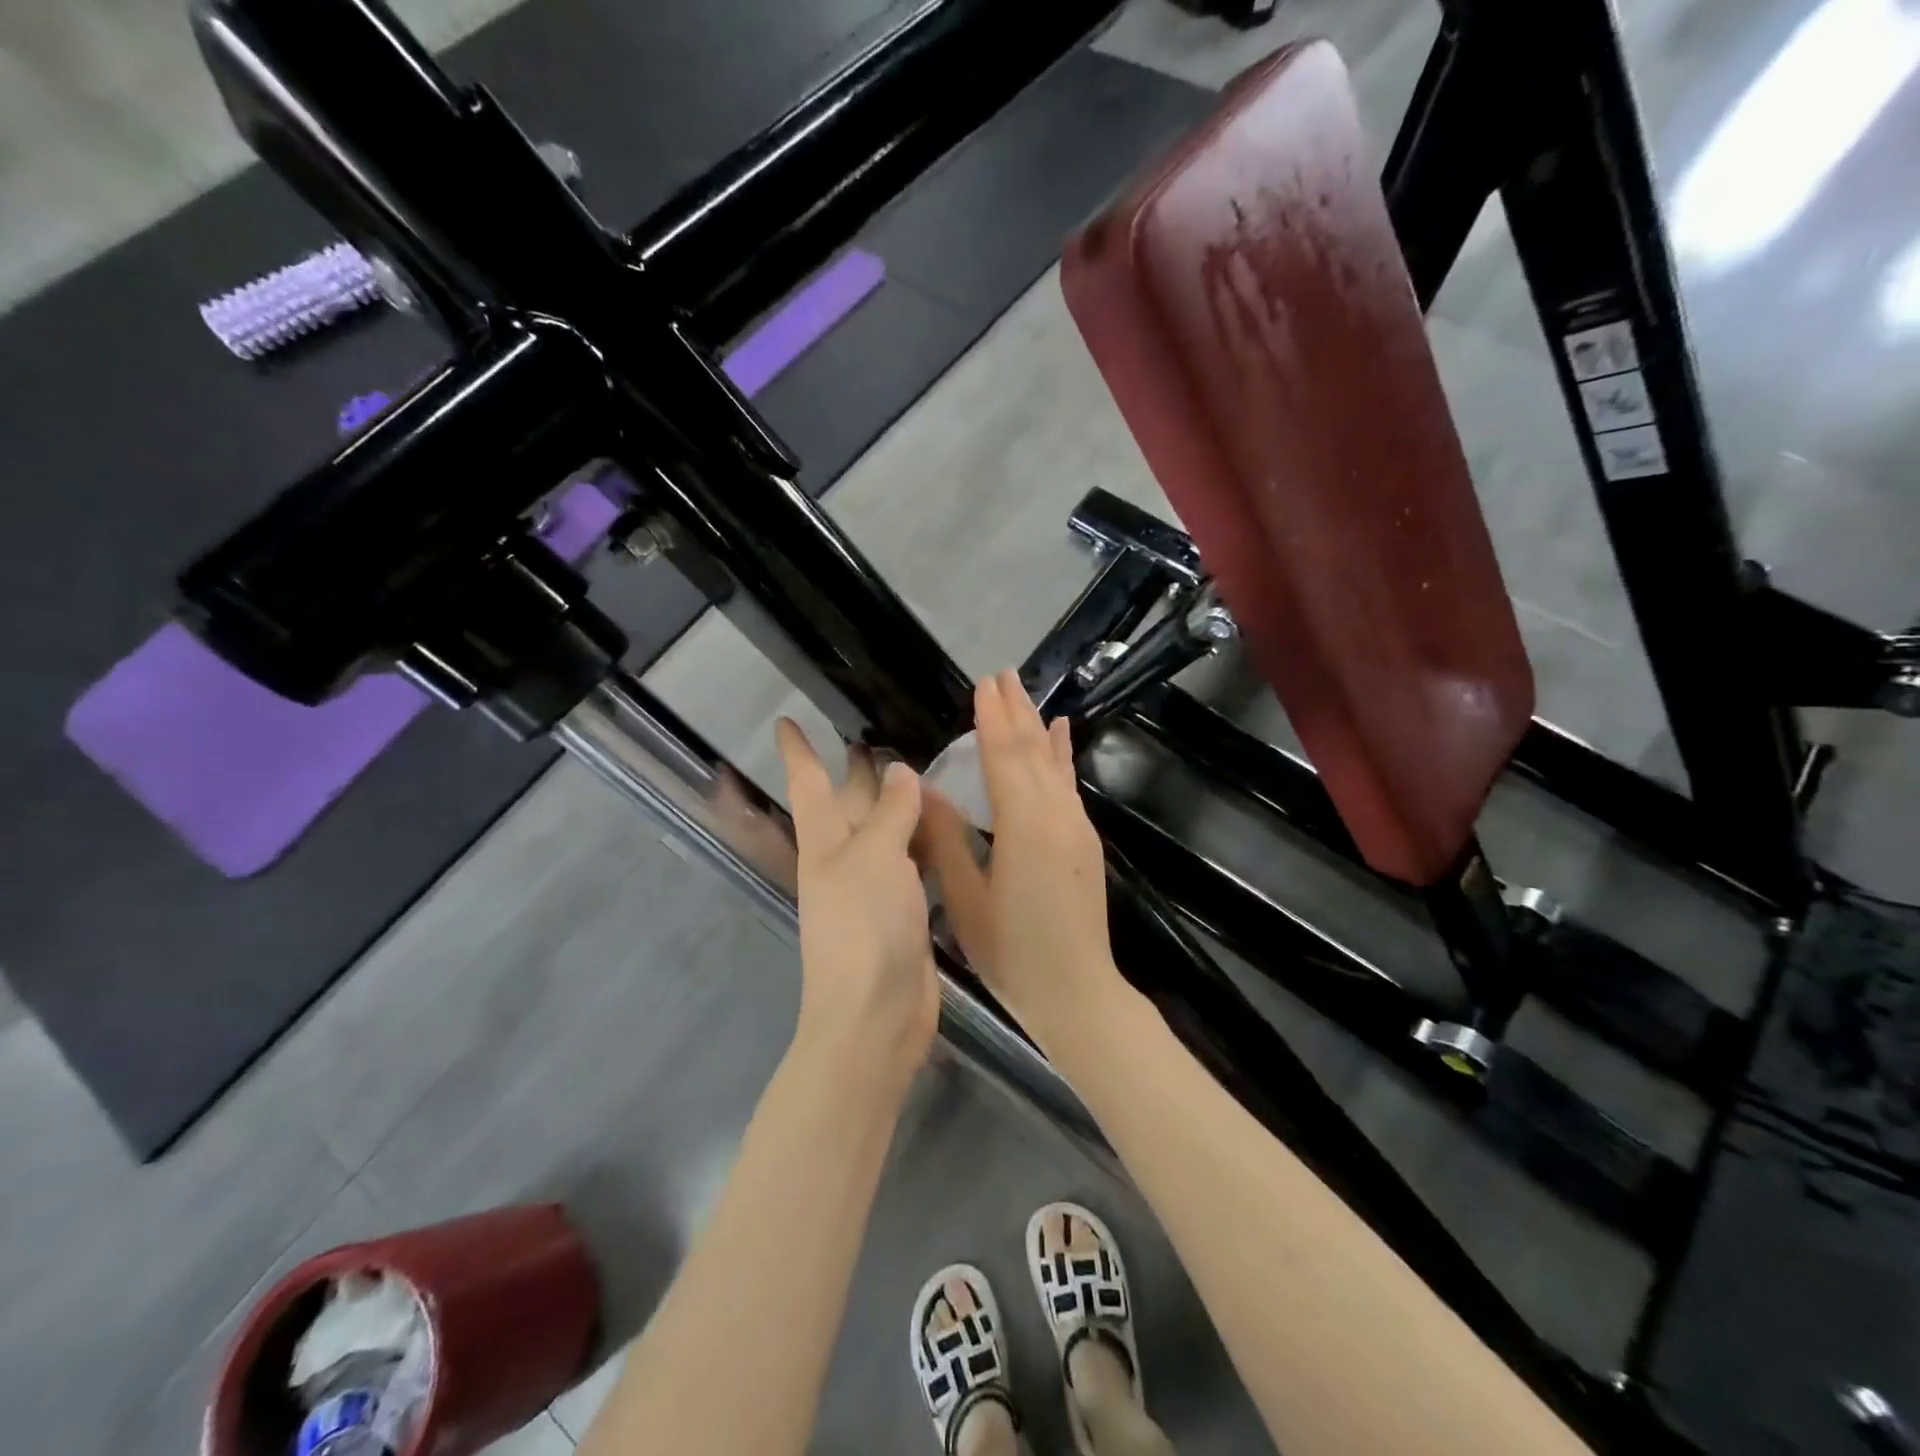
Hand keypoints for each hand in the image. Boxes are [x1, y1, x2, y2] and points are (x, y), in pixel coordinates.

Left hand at [777, 719, 939, 1093]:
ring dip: (900, 803)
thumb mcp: (875, 857)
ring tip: (926, 768)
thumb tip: (900, 772)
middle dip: (858, 770)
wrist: (876, 1015)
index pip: (808, 782)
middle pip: (850, 803)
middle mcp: (845, 858)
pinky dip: (927, 840)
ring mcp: (874, 886)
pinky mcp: (903, 909)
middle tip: (879, 733)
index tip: (786, 720)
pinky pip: (914, 862)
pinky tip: (949, 825)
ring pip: (887, 831)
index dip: (798, 750)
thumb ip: (890, 812)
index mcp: (825, 841)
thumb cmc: (864, 927)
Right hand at [914, 671, 1123, 1048]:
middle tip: (1000, 674)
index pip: (1003, 758)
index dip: (990, 719)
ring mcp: (1076, 827)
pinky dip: (1062, 754)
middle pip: (1031, 751)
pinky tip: (1061, 734)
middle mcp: (1056, 815)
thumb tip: (926, 789)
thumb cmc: (1012, 953)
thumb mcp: (966, 899)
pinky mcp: (1084, 841)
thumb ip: (947, 839)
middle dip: (1014, 711)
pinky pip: (1069, 784)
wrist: (1078, 993)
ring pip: (1053, 763)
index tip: (982, 684)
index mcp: (1023, 826)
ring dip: (1036, 726)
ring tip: (1023, 692)